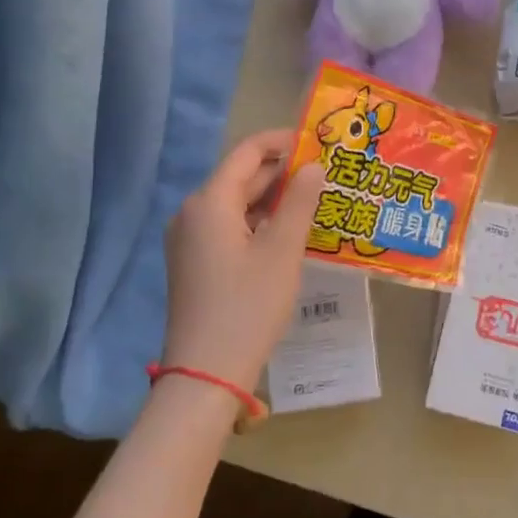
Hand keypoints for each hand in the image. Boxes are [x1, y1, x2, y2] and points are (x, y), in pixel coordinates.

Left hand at [163, 129, 326, 391]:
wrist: (205, 376)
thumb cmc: (248, 307)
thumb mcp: (282, 250)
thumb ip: (300, 201)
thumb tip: (314, 166)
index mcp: (210, 202)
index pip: (247, 151)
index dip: (283, 141)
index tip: (319, 143)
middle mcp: (193, 212)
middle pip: (241, 176)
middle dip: (283, 172)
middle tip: (327, 174)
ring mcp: (190, 239)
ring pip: (237, 203)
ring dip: (273, 199)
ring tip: (316, 200)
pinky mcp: (194, 262)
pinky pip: (229, 226)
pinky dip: (259, 222)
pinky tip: (289, 233)